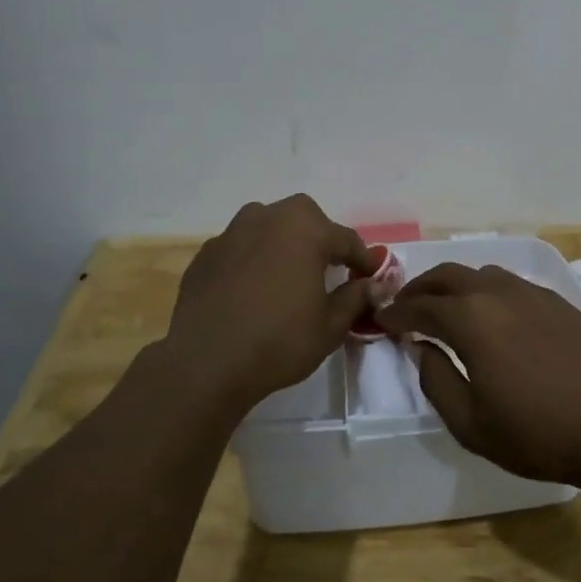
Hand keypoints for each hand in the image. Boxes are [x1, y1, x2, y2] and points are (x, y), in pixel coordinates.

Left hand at [164, 195, 374, 411]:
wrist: (207, 363)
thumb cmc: (279, 341)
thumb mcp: (330, 325)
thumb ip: (355, 298)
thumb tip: (375, 285)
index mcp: (304, 229)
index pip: (345, 238)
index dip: (362, 259)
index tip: (370, 277)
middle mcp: (266, 218)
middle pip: (304, 219)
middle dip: (319, 239)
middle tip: (326, 271)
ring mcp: (230, 233)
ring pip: (267, 227)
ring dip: (282, 244)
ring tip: (286, 276)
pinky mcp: (205, 254)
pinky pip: (239, 249)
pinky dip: (251, 261)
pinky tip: (250, 291)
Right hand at [378, 262, 580, 488]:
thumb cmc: (537, 433)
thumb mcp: (470, 423)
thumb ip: (435, 380)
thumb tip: (420, 347)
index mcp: (470, 319)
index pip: (420, 306)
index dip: (396, 312)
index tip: (380, 319)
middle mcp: (497, 293)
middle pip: (448, 275)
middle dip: (420, 288)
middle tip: (405, 305)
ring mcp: (531, 293)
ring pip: (481, 274)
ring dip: (455, 286)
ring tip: (447, 307)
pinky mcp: (558, 302)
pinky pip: (511, 284)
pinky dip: (488, 292)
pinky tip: (493, 315)